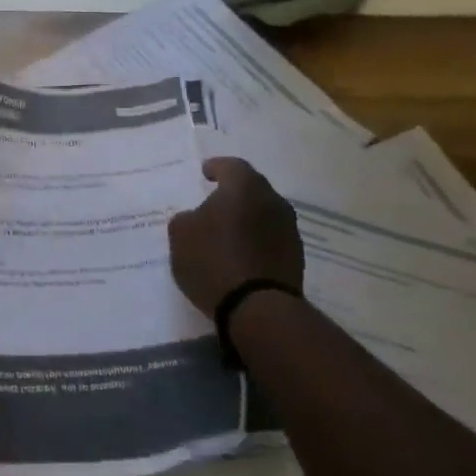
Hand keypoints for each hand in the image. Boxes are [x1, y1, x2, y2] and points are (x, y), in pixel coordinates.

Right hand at [168, 157, 304, 317]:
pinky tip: (241, 255)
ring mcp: (289, 230)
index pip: (231, 166)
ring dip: (247, 219)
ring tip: (227, 233)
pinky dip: (256, 241)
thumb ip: (186, 218)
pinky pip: (270, 239)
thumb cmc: (213, 261)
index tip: (205, 173)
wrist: (257, 308)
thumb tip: (196, 218)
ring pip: (263, 214)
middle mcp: (272, 201)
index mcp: (244, 187)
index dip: (216, 167)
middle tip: (214, 203)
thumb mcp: (180, 235)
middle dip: (233, 194)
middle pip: (251, 189)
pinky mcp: (295, 257)